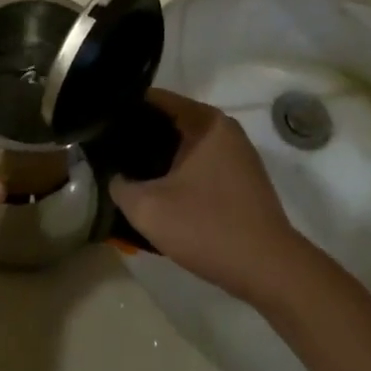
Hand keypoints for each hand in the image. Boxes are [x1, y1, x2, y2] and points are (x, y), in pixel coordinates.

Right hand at [109, 89, 309, 304]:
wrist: (269, 270)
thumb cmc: (209, 228)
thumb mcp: (149, 209)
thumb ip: (120, 186)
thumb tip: (115, 177)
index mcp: (207, 122)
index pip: (157, 99)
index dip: (126, 108)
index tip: (101, 123)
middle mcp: (225, 130)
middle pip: (172, 122)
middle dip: (141, 136)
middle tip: (110, 152)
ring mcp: (238, 156)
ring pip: (187, 147)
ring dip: (161, 160)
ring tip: (130, 174)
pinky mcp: (243, 181)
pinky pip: (202, 166)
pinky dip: (181, 175)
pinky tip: (162, 195)